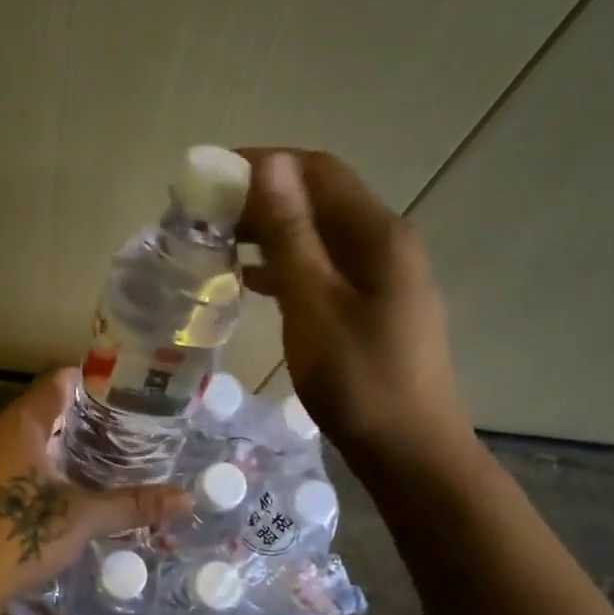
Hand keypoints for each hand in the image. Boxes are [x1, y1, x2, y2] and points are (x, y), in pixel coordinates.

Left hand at [0, 368, 188, 607]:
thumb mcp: (82, 518)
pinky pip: (5, 465)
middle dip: (76, 416)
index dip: (88, 381)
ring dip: (52, 444)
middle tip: (117, 429)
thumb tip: (186, 500)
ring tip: (92, 458)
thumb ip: (132, 504)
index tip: (120, 392)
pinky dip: (32, 468)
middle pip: (38, 409)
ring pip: (19, 440)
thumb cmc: (17, 536)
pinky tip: (53, 493)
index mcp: (19, 426)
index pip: (55, 382)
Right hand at [237, 149, 473, 466]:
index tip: (209, 176)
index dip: (263, 163)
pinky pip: (323, 270)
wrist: (409, 451)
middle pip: (319, 200)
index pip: (317, 171)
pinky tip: (251, 282)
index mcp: (377, 234)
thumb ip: (291, 234)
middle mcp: (384, 244)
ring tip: (217, 243)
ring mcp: (382, 278)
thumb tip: (269, 164)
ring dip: (271, 232)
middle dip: (261, 198)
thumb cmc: (358, 380)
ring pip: (318, 237)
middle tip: (204, 214)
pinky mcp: (372, 308)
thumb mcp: (314, 305)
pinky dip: (285, 267)